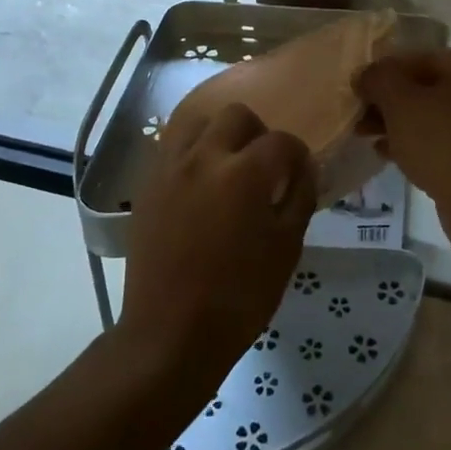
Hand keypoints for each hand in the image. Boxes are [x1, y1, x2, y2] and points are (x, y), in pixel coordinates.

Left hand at [119, 102, 315, 390]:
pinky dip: (191, 152)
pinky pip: (172, 147)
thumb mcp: (286, 249)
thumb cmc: (239, 297)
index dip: (296, 154)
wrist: (170, 333)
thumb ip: (299, 197)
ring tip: (227, 164)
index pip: (280, 141)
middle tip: (262, 164)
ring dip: (218, 133)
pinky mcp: (147, 184)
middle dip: (257, 132)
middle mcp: (205, 157)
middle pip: (235, 115)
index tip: (298, 173)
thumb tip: (303, 168)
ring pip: (197, 121)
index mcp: (245, 173)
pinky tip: (199, 182)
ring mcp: (170, 168)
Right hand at [355, 49, 450, 244]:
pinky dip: (415, 144)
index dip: (382, 73)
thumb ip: (378, 79)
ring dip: (398, 124)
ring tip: (366, 136)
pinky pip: (442, 142)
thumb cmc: (441, 140)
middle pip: (425, 88)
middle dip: (388, 102)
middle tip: (358, 117)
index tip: (358, 91)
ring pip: (432, 117)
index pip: (417, 59)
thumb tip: (365, 75)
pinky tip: (387, 154)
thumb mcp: (399, 101)